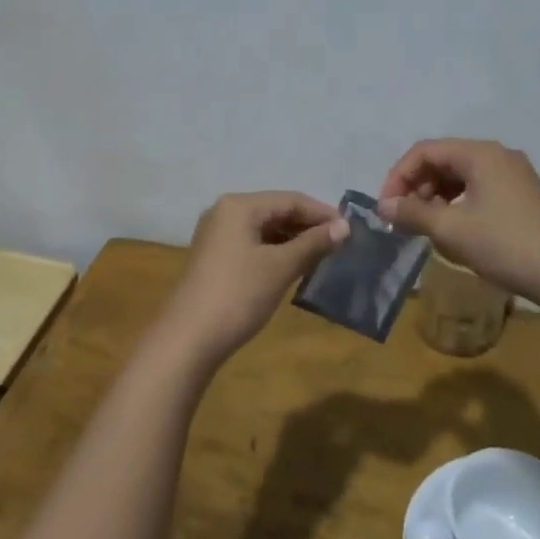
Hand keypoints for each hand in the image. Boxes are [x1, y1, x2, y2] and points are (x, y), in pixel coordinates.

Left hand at [163, 192, 347, 363]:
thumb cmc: (238, 295)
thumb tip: (345, 226)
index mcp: (239, 206)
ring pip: (264, 228)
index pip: (290, 199)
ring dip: (293, 240)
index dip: (322, 213)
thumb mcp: (280, 267)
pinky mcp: (215, 257)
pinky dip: (276, 251)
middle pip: (276, 210)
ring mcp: (217, 235)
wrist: (188, 339)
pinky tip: (294, 267)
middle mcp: (225, 212)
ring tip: (322, 257)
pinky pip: (253, 244)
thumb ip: (313, 243)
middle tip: (340, 245)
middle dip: (308, 226)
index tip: (351, 231)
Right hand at [378, 140, 539, 304]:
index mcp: (480, 153)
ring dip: (436, 198)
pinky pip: (479, 189)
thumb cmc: (504, 245)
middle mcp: (498, 155)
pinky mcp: (523, 196)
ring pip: (461, 176)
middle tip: (403, 220)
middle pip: (443, 160)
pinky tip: (454, 231)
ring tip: (426, 228)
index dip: (398, 176)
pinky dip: (458, 204)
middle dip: (417, 187)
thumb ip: (412, 213)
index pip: (425, 151)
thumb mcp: (451, 229)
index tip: (386, 208)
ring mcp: (514, 175)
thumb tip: (385, 206)